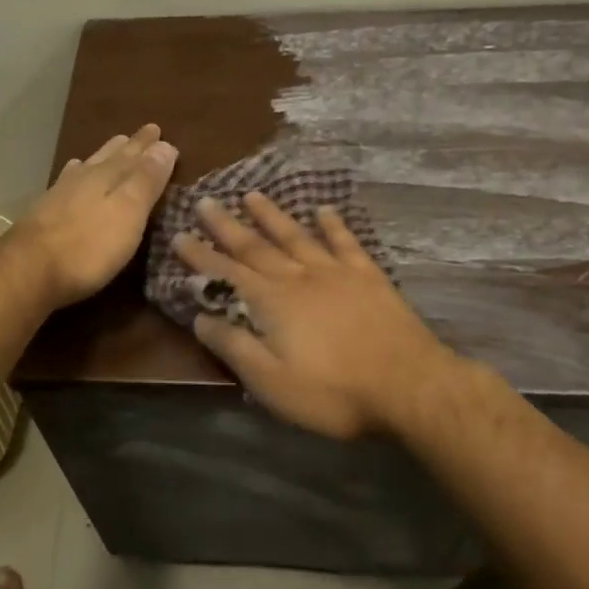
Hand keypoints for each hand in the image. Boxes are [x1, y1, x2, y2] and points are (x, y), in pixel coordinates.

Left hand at [12, 124, 178, 307]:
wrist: (28, 271)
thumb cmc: (88, 246)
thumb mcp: (128, 213)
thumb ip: (146, 180)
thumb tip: (164, 145)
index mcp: (107, 177)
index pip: (134, 156)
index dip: (148, 147)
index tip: (159, 131)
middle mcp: (84, 179)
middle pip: (110, 157)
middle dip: (128, 147)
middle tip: (140, 134)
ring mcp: (60, 194)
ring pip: (87, 166)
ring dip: (102, 157)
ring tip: (113, 146)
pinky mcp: (43, 212)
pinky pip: (66, 181)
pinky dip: (75, 173)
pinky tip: (71, 173)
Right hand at [173, 193, 456, 438]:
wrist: (409, 386)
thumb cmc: (333, 392)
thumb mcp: (271, 381)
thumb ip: (234, 346)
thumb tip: (200, 317)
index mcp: (272, 302)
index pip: (226, 272)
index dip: (200, 255)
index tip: (179, 234)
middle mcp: (299, 277)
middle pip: (256, 246)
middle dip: (227, 225)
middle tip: (206, 201)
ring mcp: (336, 272)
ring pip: (296, 236)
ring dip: (272, 216)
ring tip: (252, 195)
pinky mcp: (368, 276)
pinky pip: (345, 242)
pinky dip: (332, 225)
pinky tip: (323, 210)